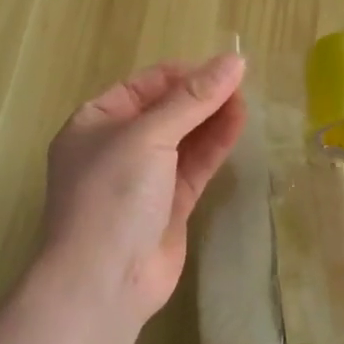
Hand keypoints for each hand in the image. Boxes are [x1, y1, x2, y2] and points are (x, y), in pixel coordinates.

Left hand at [38, 53, 246, 326]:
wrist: (103, 282)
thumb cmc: (113, 195)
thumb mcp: (149, 136)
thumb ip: (193, 99)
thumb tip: (233, 61)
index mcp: (96, 122)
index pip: (145, 85)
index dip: (183, 74)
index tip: (222, 68)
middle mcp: (117, 147)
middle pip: (166, 110)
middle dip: (201, 96)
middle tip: (242, 83)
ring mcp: (143, 179)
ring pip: (184, 139)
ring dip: (212, 119)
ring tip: (247, 99)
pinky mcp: (168, 206)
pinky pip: (194, 167)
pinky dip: (215, 146)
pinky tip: (239, 125)